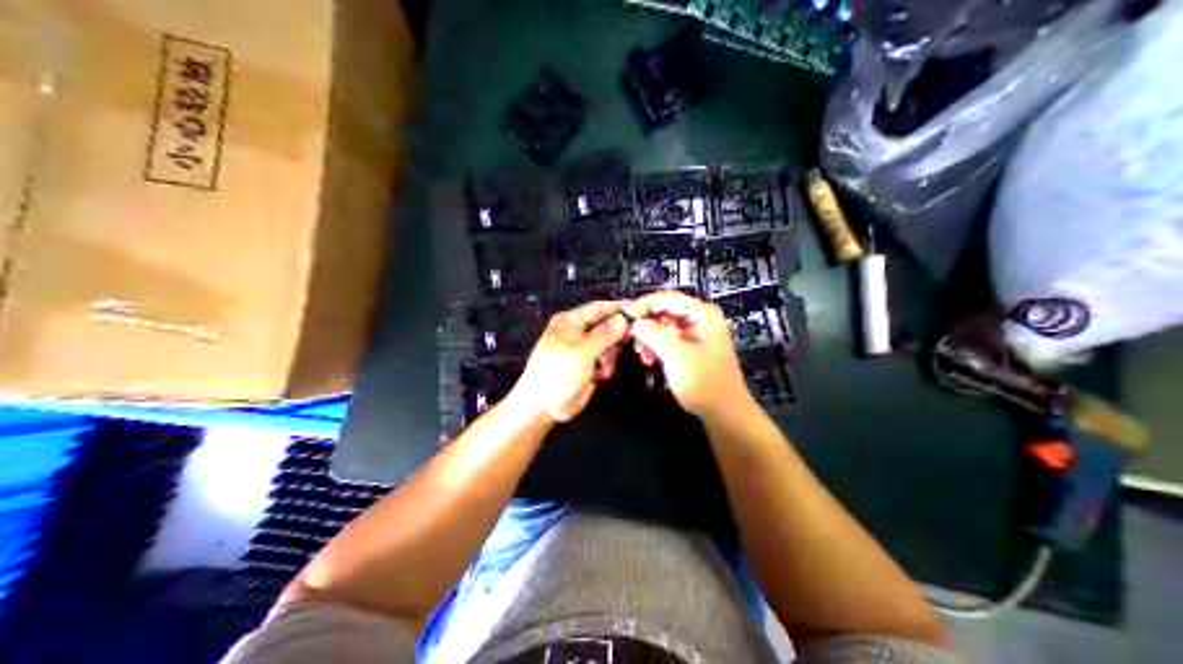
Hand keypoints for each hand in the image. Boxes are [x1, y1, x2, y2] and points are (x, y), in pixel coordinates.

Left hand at [512, 298, 633, 421]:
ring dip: (611, 355)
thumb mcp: (581, 352)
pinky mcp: (588, 365)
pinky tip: (600, 376)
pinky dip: (606, 367)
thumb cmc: (557, 373)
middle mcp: (577, 331)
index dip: (619, 308)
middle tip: (633, 343)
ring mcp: (583, 349)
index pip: (599, 308)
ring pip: (609, 344)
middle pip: (607, 325)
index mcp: (570, 321)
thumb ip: (604, 335)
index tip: (640, 310)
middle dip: (617, 336)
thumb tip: (623, 318)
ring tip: (603, 367)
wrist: (543, 406)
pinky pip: (606, 360)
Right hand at [628, 290, 745, 418]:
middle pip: (667, 309)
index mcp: (704, 315)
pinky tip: (649, 359)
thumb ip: (655, 334)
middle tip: (630, 335)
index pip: (668, 297)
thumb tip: (636, 323)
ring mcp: (698, 334)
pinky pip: (670, 339)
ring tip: (641, 352)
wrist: (725, 412)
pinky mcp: (694, 348)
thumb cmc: (704, 382)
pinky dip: (658, 346)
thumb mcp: (676, 356)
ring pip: (666, 325)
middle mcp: (702, 319)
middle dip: (647, 322)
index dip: (645, 304)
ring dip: (650, 336)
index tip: (626, 315)